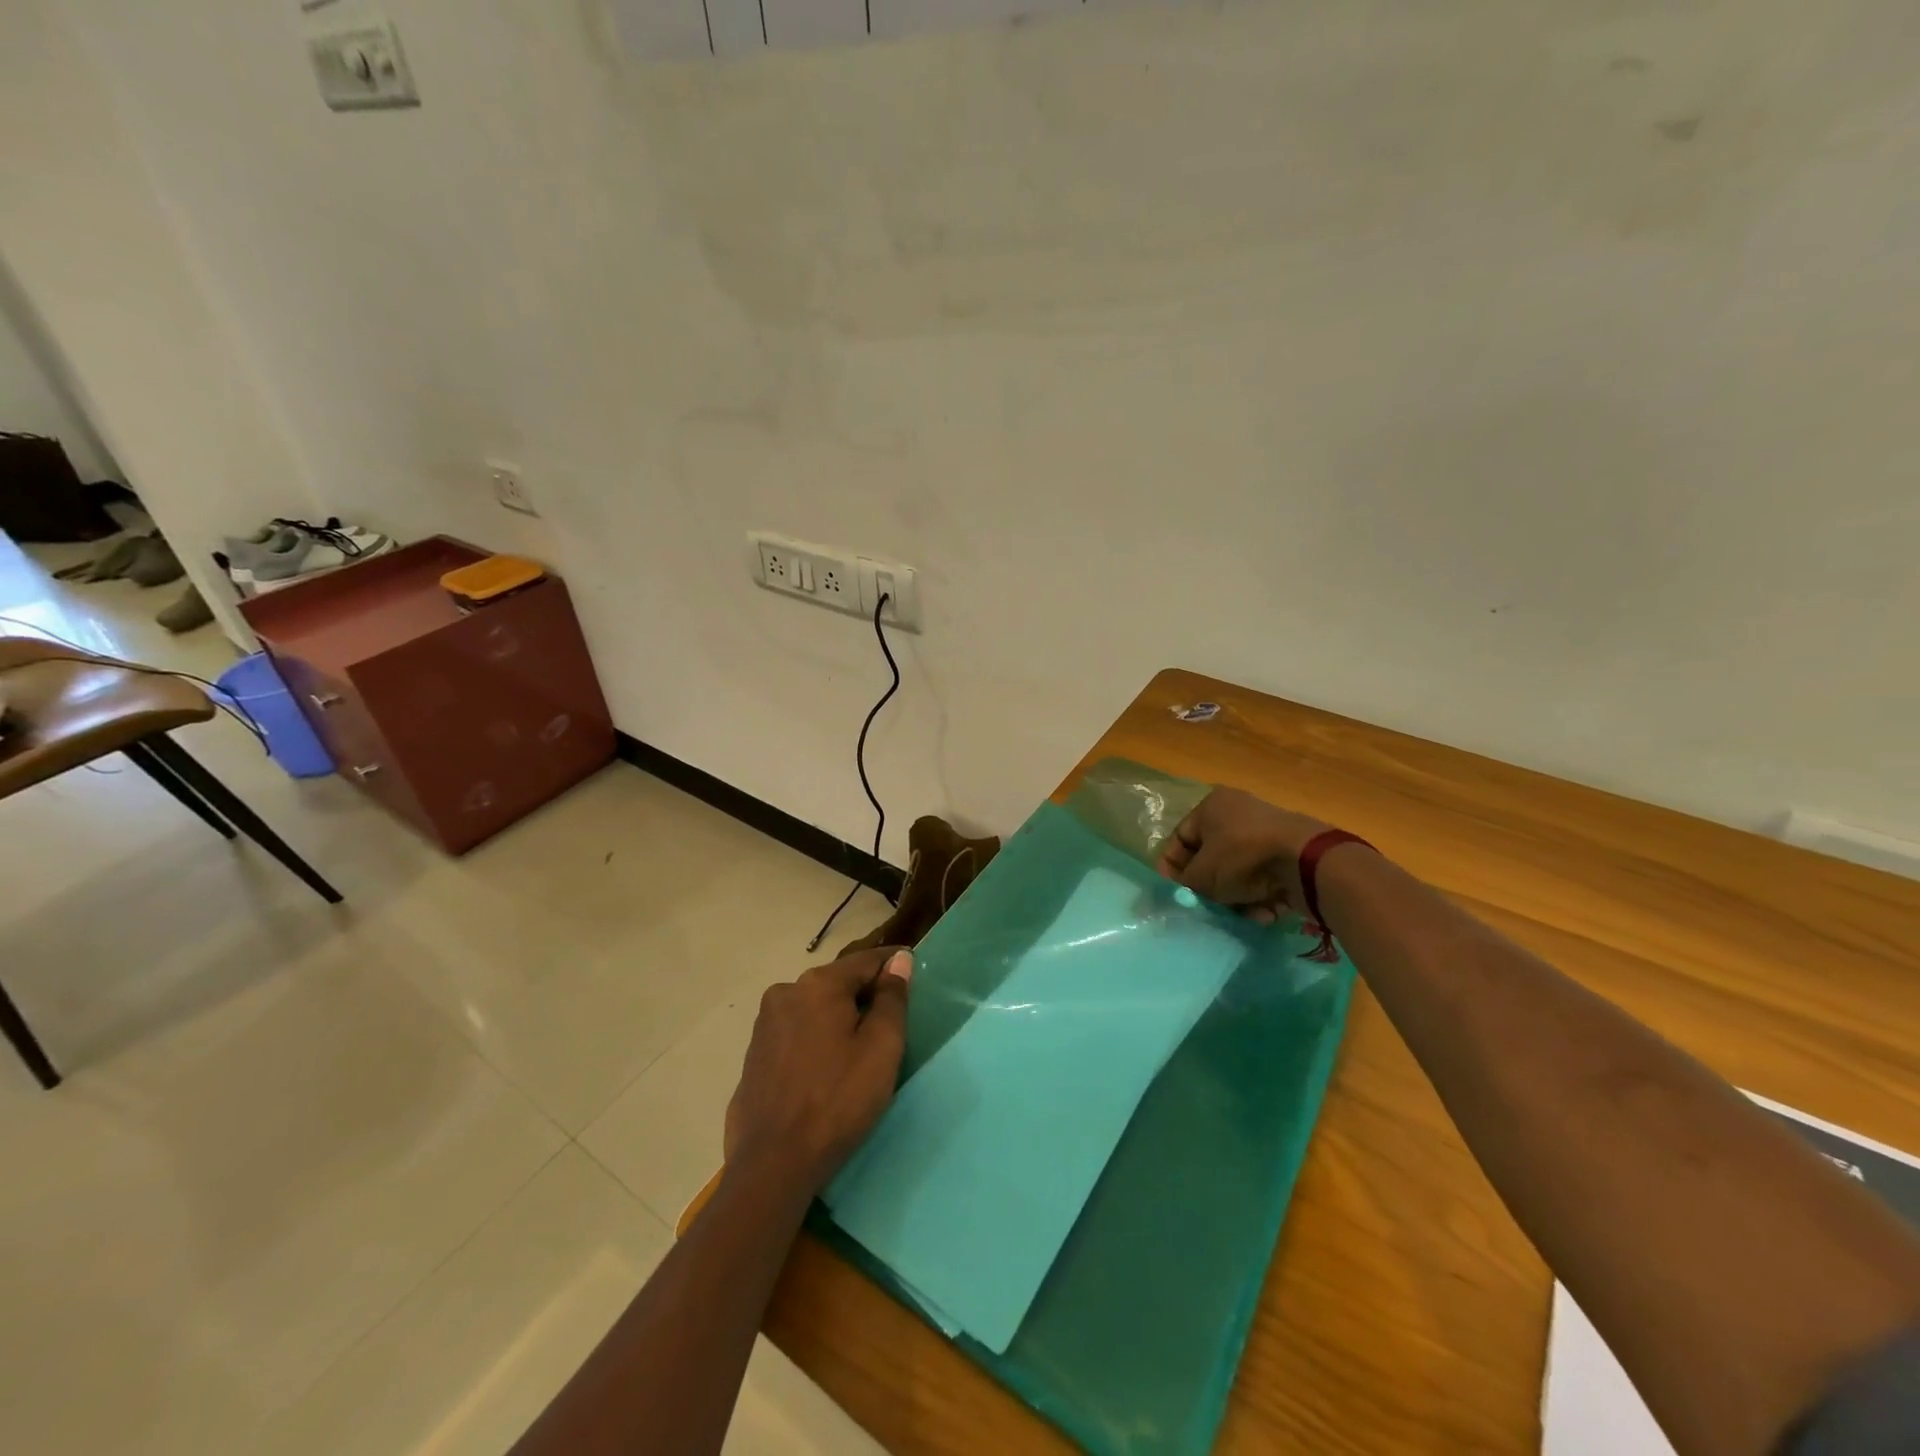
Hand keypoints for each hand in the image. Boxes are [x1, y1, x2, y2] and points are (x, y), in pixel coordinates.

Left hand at [724, 946, 912, 1194]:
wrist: (773, 1164)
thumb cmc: (838, 1101)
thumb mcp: (881, 1048)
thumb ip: (892, 998)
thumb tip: (899, 960)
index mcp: (819, 984)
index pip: (866, 961)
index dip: (892, 965)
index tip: (913, 972)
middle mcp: (786, 991)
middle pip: (838, 982)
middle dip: (865, 994)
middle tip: (891, 1020)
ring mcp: (765, 1023)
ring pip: (815, 1006)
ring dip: (838, 1017)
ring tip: (860, 1047)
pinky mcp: (754, 1053)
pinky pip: (796, 1031)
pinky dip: (816, 1037)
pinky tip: (827, 1065)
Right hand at [1156, 787, 1334, 922]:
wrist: (1307, 862)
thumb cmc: (1242, 857)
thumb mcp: (1202, 874)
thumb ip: (1184, 882)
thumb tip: (1183, 887)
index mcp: (1211, 807)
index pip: (1180, 838)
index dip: (1172, 867)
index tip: (1173, 892)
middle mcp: (1237, 813)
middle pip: (1211, 858)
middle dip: (1210, 888)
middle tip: (1209, 907)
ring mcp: (1265, 832)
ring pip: (1238, 872)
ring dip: (1238, 897)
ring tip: (1244, 914)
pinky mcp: (1288, 852)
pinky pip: (1264, 877)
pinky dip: (1262, 896)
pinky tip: (1267, 912)